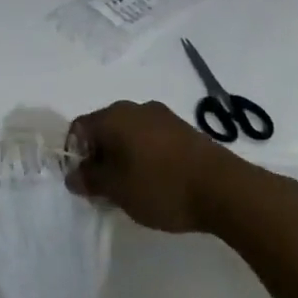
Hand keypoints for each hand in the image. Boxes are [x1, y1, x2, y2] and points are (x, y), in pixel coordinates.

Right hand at [67, 100, 241, 232]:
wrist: (224, 189)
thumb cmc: (161, 186)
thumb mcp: (117, 189)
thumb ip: (90, 180)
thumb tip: (73, 175)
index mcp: (114, 116)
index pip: (79, 128)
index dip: (75, 154)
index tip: (83, 182)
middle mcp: (136, 108)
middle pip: (104, 128)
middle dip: (99, 156)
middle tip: (104, 188)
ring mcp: (163, 116)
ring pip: (129, 134)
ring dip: (123, 157)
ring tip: (131, 188)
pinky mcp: (183, 130)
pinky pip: (151, 139)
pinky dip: (144, 156)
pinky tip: (155, 181)